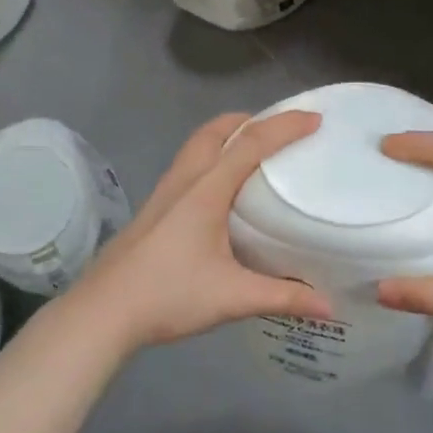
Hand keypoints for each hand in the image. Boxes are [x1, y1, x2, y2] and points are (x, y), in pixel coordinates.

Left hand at [67, 110, 333, 353]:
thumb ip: (283, 297)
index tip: (314, 119)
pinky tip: (220, 190)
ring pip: (197, 145)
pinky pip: (188, 164)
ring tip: (253, 151)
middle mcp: (184, 181)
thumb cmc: (168, 295)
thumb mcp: (232, 297)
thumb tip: (329, 306)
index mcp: (206, 190)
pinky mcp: (154, 209)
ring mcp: (164, 193)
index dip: (284, 126)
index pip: (250, 144)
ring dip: (226, 135)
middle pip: (216, 130)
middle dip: (250, 120)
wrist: (102, 312)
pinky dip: (211, 156)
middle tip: (280, 128)